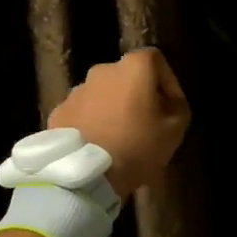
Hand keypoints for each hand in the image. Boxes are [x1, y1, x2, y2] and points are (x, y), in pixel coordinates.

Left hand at [49, 48, 191, 198]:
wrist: (86, 177)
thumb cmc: (137, 148)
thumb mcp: (175, 131)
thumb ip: (178, 106)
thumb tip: (169, 100)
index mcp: (132, 69)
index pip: (155, 59)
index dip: (166, 79)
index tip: (170, 104)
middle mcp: (102, 71)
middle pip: (126, 76)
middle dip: (137, 94)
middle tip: (145, 121)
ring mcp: (76, 91)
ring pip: (102, 93)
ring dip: (112, 107)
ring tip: (118, 136)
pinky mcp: (58, 112)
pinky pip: (82, 111)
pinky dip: (91, 121)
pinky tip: (96, 144)